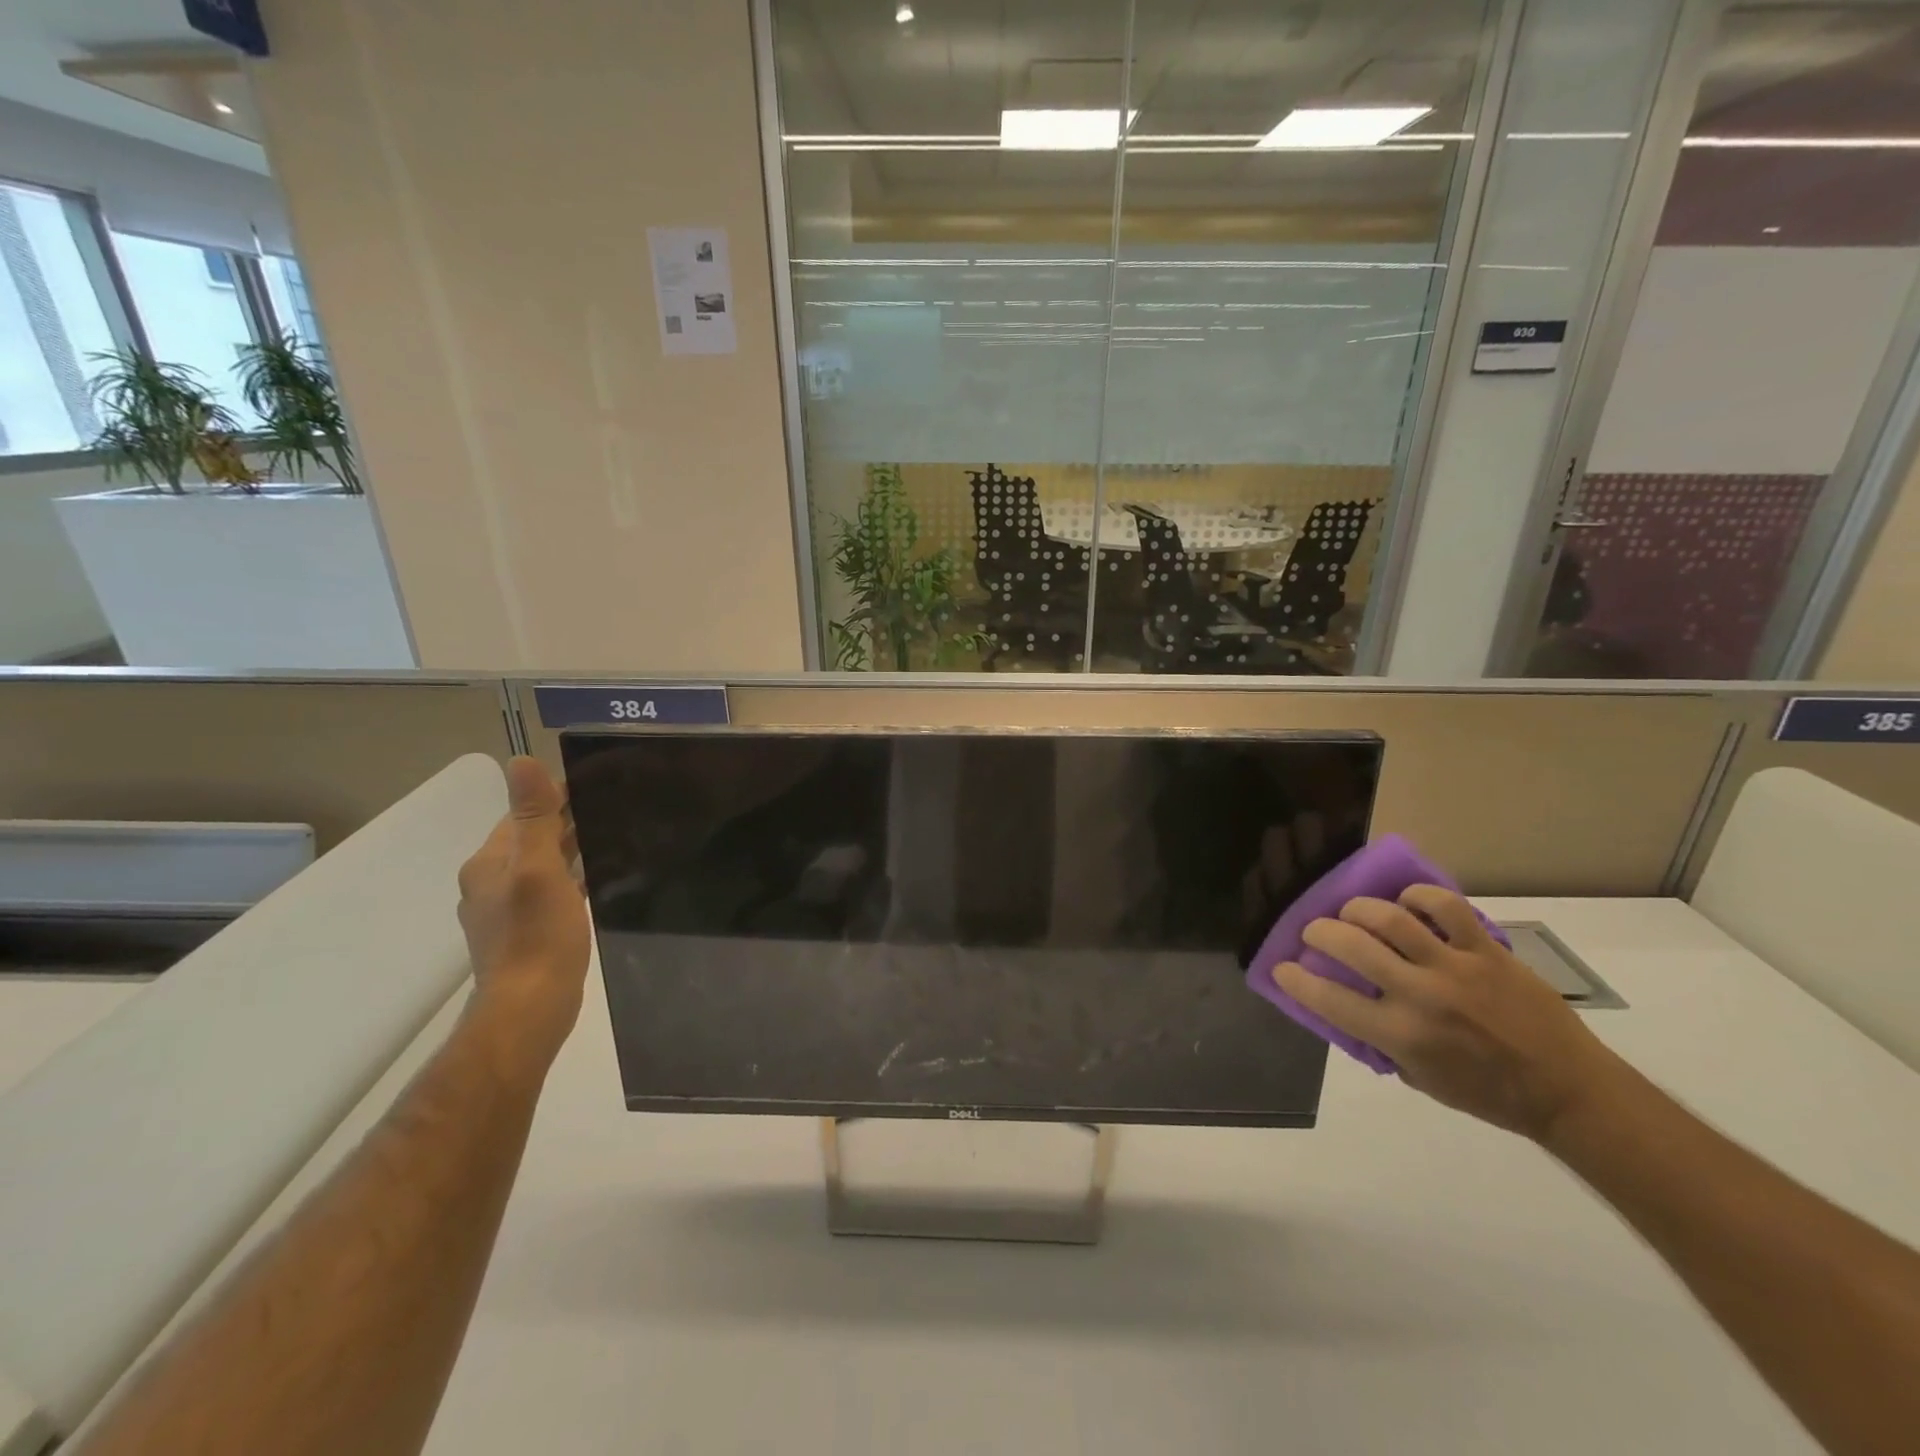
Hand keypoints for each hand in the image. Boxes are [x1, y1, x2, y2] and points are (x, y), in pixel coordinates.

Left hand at [456, 757, 591, 1080]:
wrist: (530, 1008)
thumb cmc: (537, 935)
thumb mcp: (539, 869)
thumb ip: (533, 817)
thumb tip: (521, 760)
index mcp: (488, 863)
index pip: (522, 813)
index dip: (556, 795)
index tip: (599, 781)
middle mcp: (490, 883)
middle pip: (531, 838)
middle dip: (566, 820)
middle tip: (615, 806)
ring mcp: (506, 911)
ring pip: (542, 865)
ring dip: (571, 849)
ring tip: (613, 837)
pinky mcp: (526, 932)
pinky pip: (550, 891)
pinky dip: (571, 877)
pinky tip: (597, 880)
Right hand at [1273, 886, 1620, 1140]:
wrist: (1567, 1089)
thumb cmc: (1487, 1092)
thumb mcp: (1420, 1078)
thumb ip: (1380, 1041)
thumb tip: (1347, 1005)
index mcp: (1401, 1036)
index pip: (1328, 1000)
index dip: (1295, 979)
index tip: (1282, 967)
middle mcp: (1421, 997)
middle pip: (1351, 946)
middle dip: (1319, 932)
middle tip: (1315, 932)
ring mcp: (1455, 968)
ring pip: (1391, 919)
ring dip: (1359, 909)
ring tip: (1353, 912)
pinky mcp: (1486, 951)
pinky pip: (1446, 907)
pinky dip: (1418, 897)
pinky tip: (1407, 903)